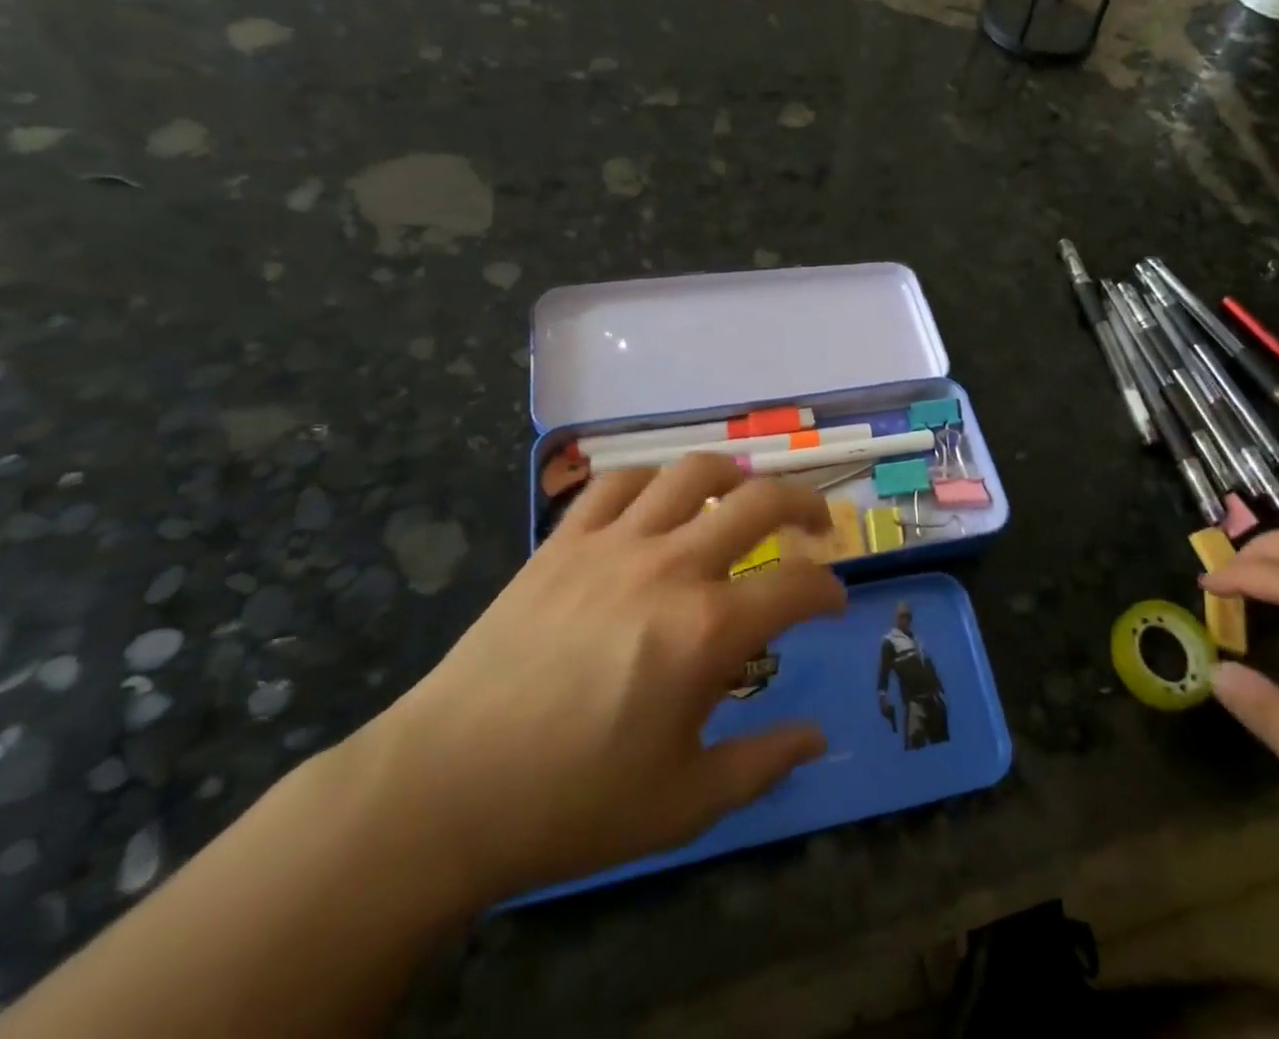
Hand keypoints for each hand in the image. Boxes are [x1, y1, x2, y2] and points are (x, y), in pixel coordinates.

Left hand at [358, 455, 846, 908]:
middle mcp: (670, 568)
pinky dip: (651, 481)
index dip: (829, 590)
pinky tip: (658, 501)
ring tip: (745, 495)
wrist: (444, 791)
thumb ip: (763, 763)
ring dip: (734, 476)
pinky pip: (617, 483)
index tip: (834, 602)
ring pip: (691, 473)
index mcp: (708, 631)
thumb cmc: (572, 804)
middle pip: (758, 502)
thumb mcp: (684, 803)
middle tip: (816, 527)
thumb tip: (818, 736)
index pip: (798, 587)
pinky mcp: (563, 542)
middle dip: (804, 506)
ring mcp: (613, 544)